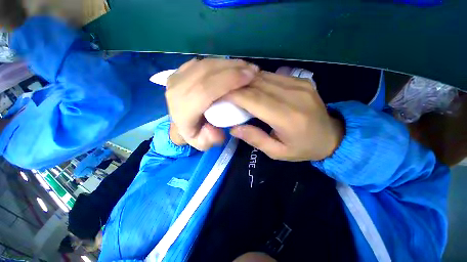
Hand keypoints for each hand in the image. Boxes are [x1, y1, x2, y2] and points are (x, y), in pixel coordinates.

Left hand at [166, 58, 258, 150]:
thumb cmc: (194, 133)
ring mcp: (177, 77)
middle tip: (253, 70)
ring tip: (246, 67)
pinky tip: (233, 66)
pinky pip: (204, 62)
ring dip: (229, 63)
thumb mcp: (202, 144)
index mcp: (182, 110)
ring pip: (206, 64)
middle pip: (206, 72)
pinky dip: (220, 62)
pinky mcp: (180, 70)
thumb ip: (209, 139)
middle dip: (232, 69)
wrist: (179, 123)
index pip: (205, 90)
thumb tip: (215, 129)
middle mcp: (176, 90)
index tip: (249, 77)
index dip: (228, 81)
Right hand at [227, 71, 343, 160]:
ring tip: (233, 88)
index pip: (254, 100)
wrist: (333, 136)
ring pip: (264, 76)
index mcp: (288, 118)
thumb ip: (255, 139)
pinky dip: (257, 79)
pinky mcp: (301, 80)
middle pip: (257, 84)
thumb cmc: (303, 148)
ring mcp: (299, 84)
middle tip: (222, 91)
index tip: (218, 96)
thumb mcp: (278, 152)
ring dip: (245, 81)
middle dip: (236, 86)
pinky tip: (250, 86)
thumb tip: (233, 128)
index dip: (234, 95)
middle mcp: (294, 96)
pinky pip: (273, 76)